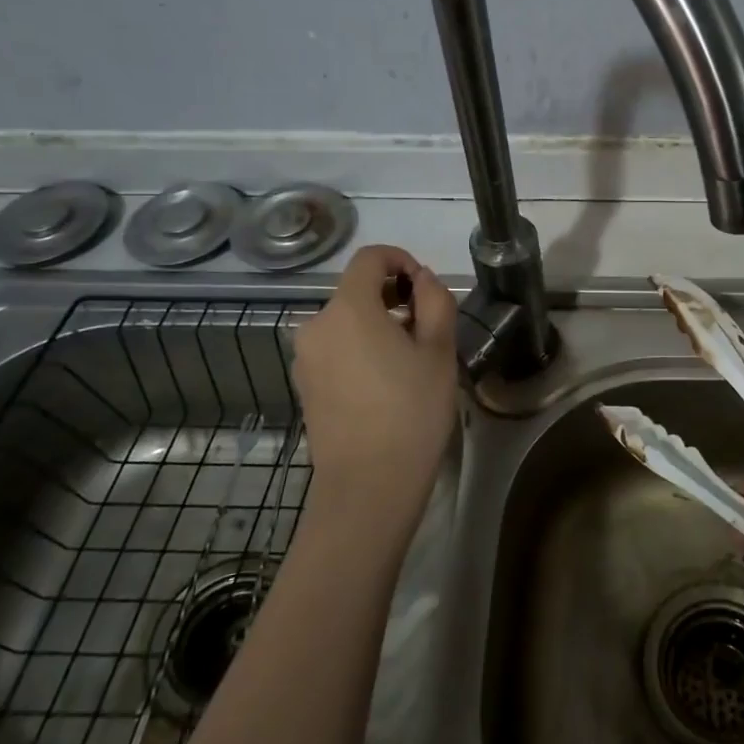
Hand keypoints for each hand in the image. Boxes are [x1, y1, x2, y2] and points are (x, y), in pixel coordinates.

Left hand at [291, 245, 458, 533]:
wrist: (369, 485)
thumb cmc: (411, 412)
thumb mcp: (439, 351)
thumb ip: (435, 301)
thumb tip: (421, 280)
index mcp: (347, 309)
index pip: (369, 258)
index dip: (400, 259)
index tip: (425, 287)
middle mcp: (316, 325)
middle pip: (356, 290)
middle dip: (393, 297)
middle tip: (427, 330)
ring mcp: (305, 358)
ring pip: (346, 321)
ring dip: (377, 325)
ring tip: (409, 361)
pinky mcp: (304, 385)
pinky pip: (335, 349)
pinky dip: (360, 349)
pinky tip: (385, 383)